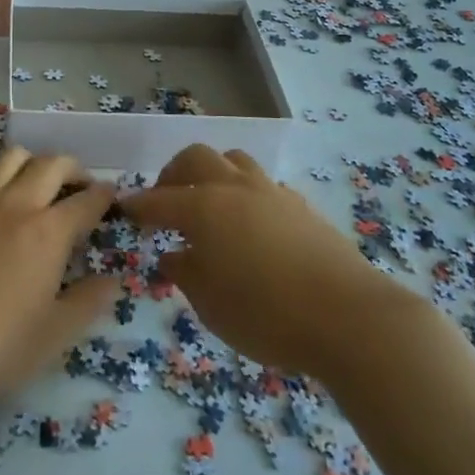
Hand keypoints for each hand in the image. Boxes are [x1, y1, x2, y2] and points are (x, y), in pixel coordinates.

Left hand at [0, 148, 117, 399]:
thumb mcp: (52, 336)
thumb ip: (88, 303)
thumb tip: (113, 279)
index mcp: (48, 232)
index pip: (86, 200)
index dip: (104, 196)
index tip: (111, 196)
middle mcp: (17, 203)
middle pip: (53, 163)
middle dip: (75, 169)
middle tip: (81, 186)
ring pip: (13, 157)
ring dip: (34, 163)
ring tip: (38, 184)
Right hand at [122, 145, 394, 376]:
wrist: (349, 317)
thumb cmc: (266, 315)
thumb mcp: (210, 304)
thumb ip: (185, 273)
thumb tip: (172, 256)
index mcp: (203, 208)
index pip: (158, 200)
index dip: (138, 206)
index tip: (125, 212)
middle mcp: (234, 188)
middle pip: (195, 158)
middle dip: (173, 174)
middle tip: (166, 201)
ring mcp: (271, 192)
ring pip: (233, 160)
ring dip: (213, 173)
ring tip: (209, 202)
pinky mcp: (301, 206)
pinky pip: (263, 185)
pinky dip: (246, 194)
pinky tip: (250, 223)